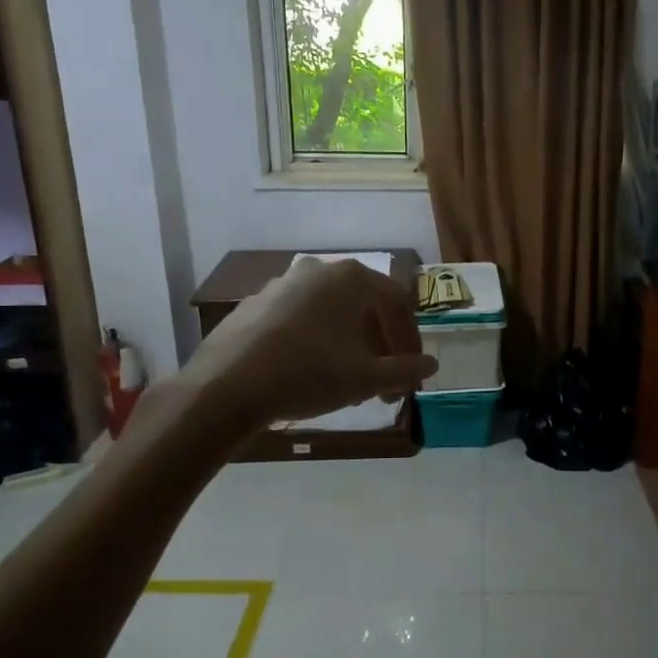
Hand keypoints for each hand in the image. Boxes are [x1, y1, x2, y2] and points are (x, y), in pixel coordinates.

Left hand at [170, 258, 436, 428]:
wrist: (226, 387)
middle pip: (364, 306)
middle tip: (383, 382)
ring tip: (350, 382)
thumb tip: (431, 365)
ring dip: (350, 344)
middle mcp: (319, 270)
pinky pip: (301, 318)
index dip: (409, 339)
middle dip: (379, 345)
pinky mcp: (256, 303)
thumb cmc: (309, 374)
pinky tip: (311, 372)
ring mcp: (283, 283)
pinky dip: (317, 340)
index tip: (411, 371)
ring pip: (332, 312)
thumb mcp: (365, 378)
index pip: (396, 303)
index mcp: (351, 278)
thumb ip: (404, 370)